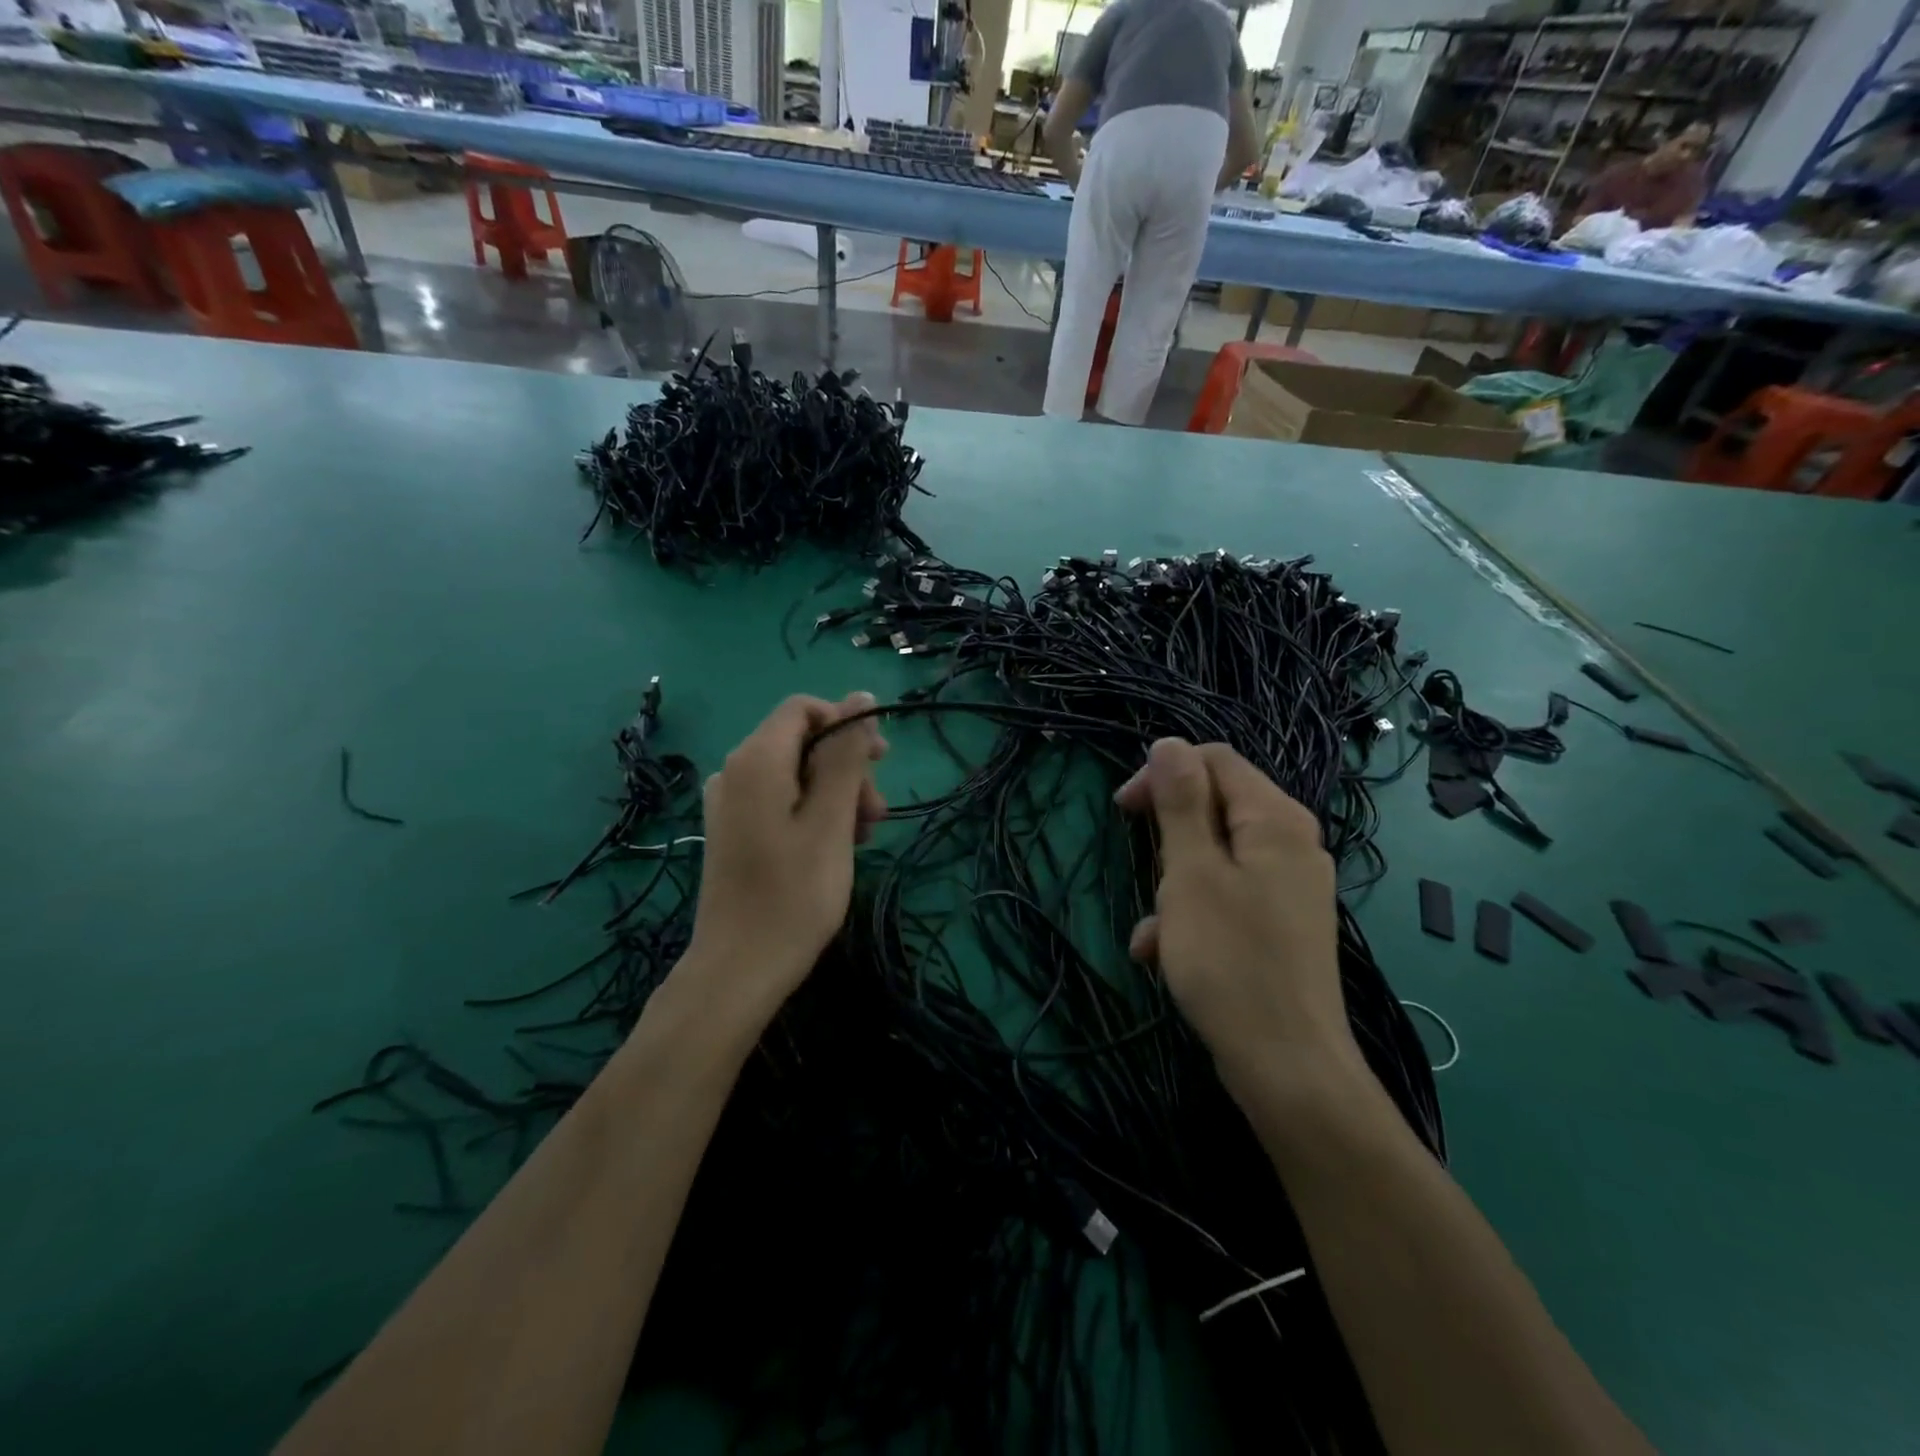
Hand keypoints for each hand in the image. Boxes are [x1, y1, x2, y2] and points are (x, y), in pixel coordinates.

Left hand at [680, 693, 887, 1023]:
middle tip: (876, 815)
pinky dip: (813, 812)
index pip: (804, 709)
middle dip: (846, 768)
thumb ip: (846, 755)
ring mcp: (730, 803)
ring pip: (795, 774)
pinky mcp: (733, 830)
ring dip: (836, 794)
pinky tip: (835, 846)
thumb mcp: (831, 819)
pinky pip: (780, 800)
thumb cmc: (794, 894)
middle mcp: (735, 771)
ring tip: (863, 837)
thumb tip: (860, 697)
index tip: (880, 763)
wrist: (739, 968)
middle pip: (801, 742)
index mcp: (756, 760)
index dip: (846, 724)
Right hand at [1114, 738, 1358, 1087]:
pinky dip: (1191, 916)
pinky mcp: (1280, 925)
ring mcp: (1289, 887)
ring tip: (1155, 930)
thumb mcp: (1191, 873)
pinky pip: (1226, 897)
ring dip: (1173, 886)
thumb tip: (1169, 743)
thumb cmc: (1230, 960)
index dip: (1164, 774)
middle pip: (1215, 809)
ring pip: (1213, 858)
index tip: (1123, 811)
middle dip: (1168, 840)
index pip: (1215, 760)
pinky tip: (1163, 954)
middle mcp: (1291, 844)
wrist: (1287, 1066)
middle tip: (1146, 875)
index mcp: (1276, 820)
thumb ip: (1181, 803)